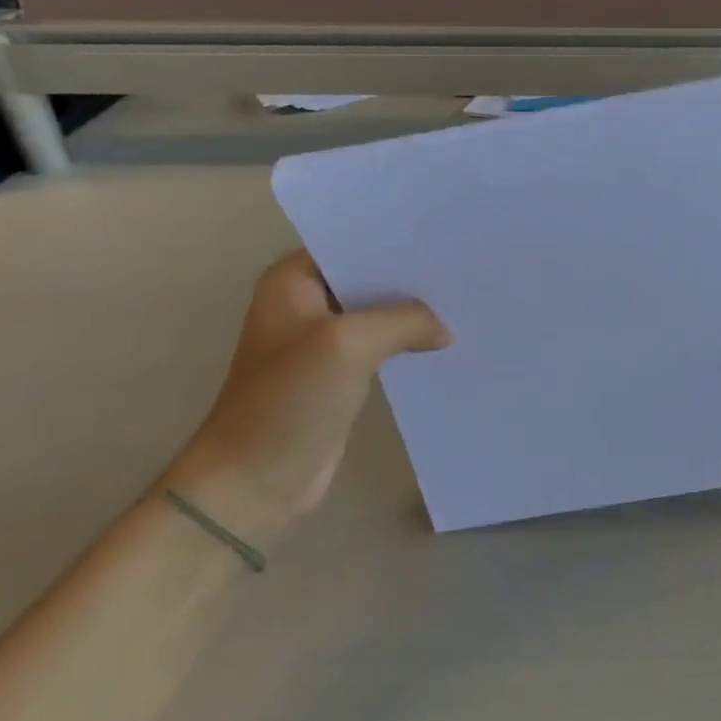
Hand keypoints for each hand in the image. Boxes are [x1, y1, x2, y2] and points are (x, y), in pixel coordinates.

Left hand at [164, 251, 449, 542]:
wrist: (254, 482)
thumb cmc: (289, 400)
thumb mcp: (351, 343)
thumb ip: (405, 319)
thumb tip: (444, 329)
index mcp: (293, 280)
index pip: (354, 243)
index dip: (398, 241)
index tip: (448, 238)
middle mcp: (306, 301)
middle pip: (370, 277)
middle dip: (413, 277)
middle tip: (466, 269)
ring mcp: (323, 339)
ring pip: (380, 312)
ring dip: (415, 313)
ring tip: (466, 300)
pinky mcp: (340, 373)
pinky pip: (383, 345)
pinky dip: (409, 343)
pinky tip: (447, 340)